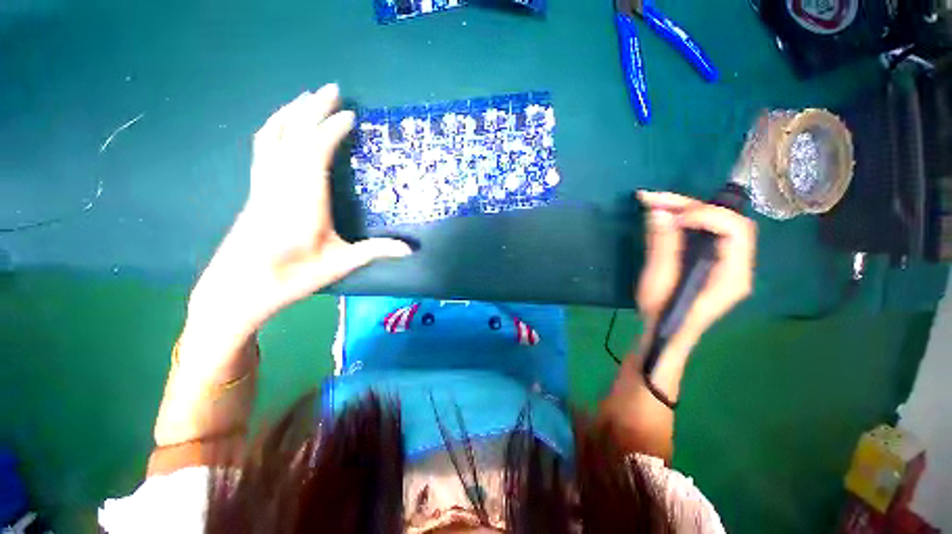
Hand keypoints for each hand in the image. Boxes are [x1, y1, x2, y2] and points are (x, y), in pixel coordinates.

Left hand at [189, 84, 411, 334]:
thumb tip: (411, 249)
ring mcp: (263, 183)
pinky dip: (274, 128)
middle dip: (312, 107)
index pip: (316, 149)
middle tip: (332, 89)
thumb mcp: (341, 263)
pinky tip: (281, 126)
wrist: (239, 288)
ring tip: (307, 98)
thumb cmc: (293, 276)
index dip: (333, 128)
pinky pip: (263, 147)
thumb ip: (377, 251)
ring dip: (290, 112)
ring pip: (272, 135)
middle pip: (293, 132)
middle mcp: (280, 182)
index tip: (351, 115)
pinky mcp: (255, 189)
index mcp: (303, 197)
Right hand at [635, 190, 755, 344]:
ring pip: (713, 222)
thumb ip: (662, 246)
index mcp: (732, 275)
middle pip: (724, 220)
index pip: (735, 230)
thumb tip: (658, 211)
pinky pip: (703, 231)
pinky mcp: (712, 259)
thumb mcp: (658, 282)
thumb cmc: (662, 314)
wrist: (666, 332)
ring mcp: (726, 261)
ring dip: (682, 209)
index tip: (670, 218)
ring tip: (651, 202)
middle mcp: (737, 264)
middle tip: (652, 199)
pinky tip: (662, 215)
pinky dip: (682, 219)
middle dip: (688, 205)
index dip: (705, 216)